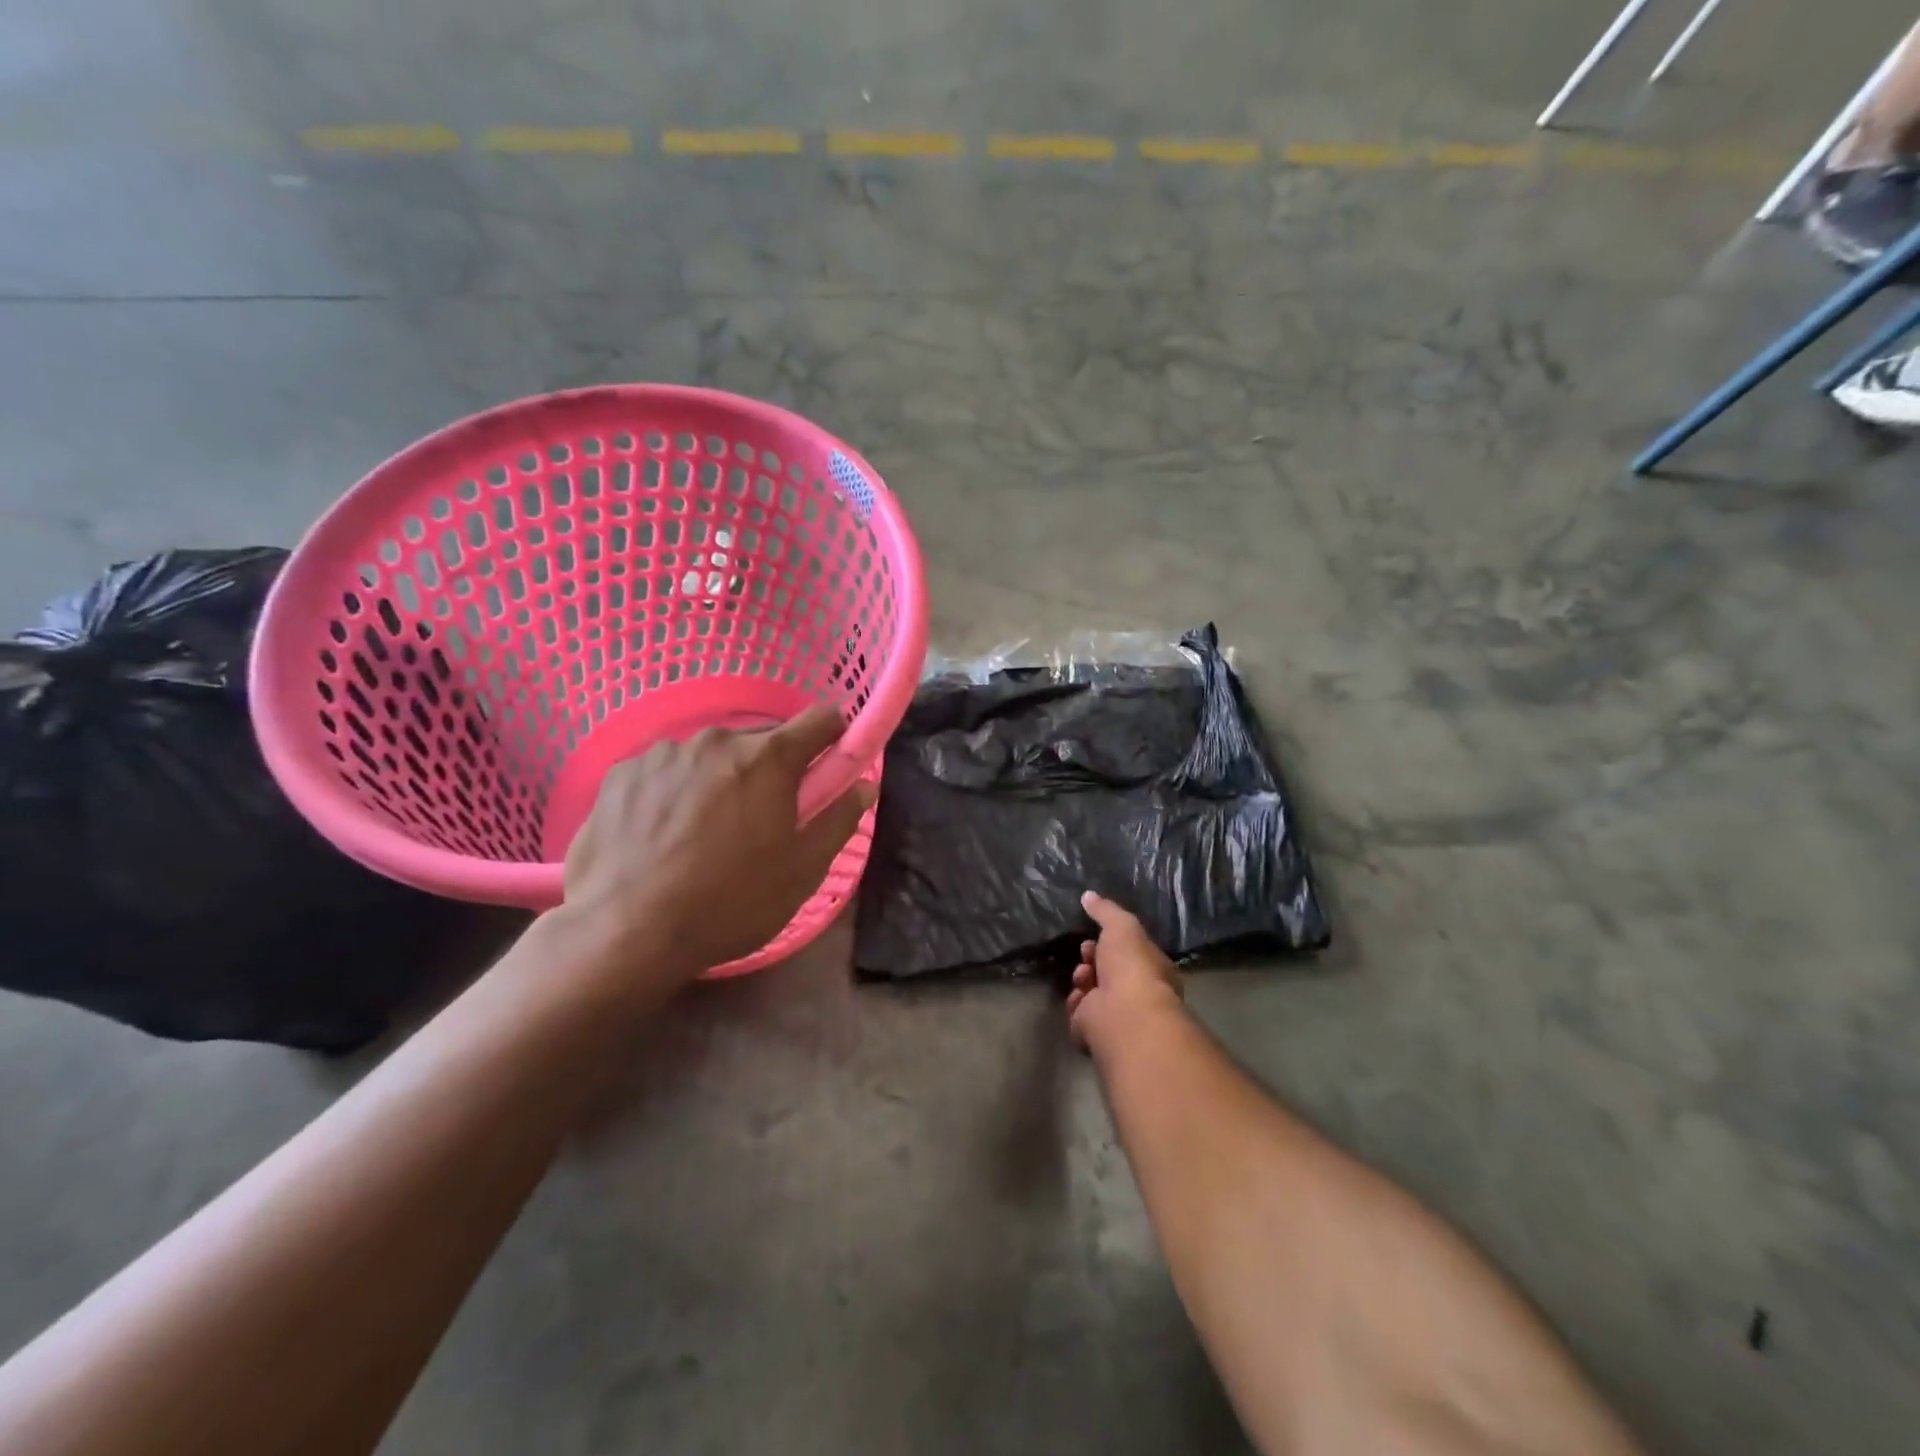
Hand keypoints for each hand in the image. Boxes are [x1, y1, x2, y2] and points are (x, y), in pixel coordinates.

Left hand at [560, 705, 875, 980]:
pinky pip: (666, 769)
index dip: (834, 736)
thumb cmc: (729, 904)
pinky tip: (663, 833)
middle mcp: (716, 740)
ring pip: (710, 754)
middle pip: (762, 739)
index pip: (820, 719)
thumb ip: (839, 820)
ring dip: (721, 777)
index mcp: (768, 759)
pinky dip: (675, 789)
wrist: (624, 933)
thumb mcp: (802, 872)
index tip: (830, 762)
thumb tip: (863, 786)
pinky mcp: (621, 773)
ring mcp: (662, 752)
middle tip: (764, 816)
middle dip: (773, 767)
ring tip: (705, 831)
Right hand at [1067, 892, 1186, 1052]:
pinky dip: (1076, 1004)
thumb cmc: (1131, 965)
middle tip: (1086, 953)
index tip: (1093, 936)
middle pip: (1106, 971)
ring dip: (1082, 979)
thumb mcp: (1122, 925)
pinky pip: (1079, 1014)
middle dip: (1091, 959)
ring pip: (1090, 991)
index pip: (1127, 952)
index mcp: (1150, 969)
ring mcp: (1117, 1015)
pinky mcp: (1096, 1033)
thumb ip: (1105, 910)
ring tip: (1083, 977)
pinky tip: (1080, 998)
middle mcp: (1136, 993)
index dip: (1109, 942)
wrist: (1124, 1015)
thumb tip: (1088, 895)